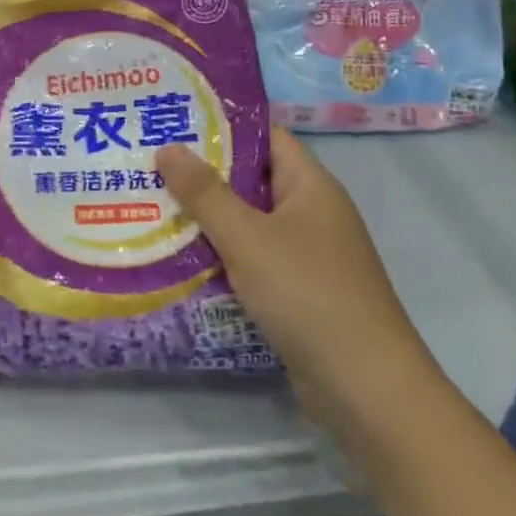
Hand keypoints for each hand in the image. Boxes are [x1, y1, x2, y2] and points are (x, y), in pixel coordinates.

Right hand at [156, 128, 436, 431]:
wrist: (367, 392)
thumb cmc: (308, 295)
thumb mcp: (247, 238)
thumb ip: (205, 193)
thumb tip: (168, 148)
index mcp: (311, 186)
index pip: (264, 136)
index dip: (220, 126)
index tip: (172, 123)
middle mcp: (312, 213)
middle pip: (251, 180)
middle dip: (201, 175)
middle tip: (148, 166)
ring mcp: (307, 255)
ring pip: (248, 223)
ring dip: (206, 219)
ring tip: (151, 207)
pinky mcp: (298, 292)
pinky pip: (252, 260)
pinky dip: (221, 257)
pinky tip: (180, 259)